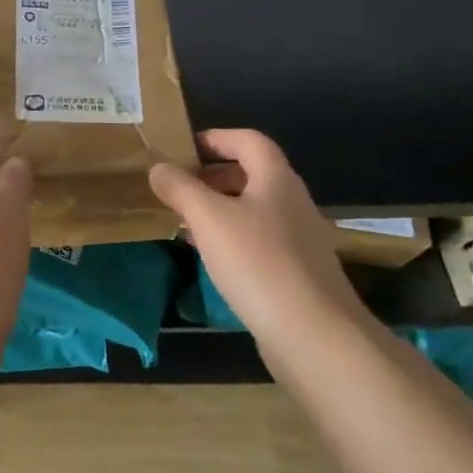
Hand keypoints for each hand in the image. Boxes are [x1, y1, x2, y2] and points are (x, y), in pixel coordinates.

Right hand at [149, 129, 360, 341]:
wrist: (314, 334)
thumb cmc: (258, 262)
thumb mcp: (209, 219)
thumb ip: (181, 188)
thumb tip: (158, 168)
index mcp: (276, 179)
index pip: (248, 140)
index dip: (217, 138)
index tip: (184, 149)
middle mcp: (292, 202)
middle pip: (252, 174)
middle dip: (214, 176)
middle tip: (180, 187)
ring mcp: (298, 239)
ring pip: (253, 210)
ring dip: (220, 209)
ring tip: (186, 222)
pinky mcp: (296, 272)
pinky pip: (258, 241)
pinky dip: (232, 238)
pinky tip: (211, 258)